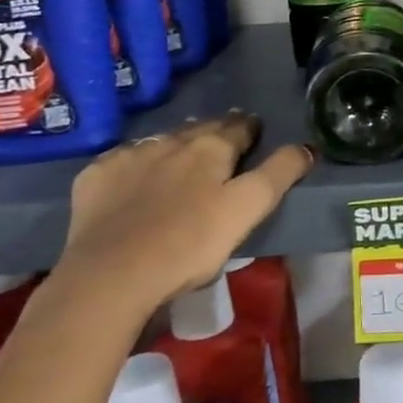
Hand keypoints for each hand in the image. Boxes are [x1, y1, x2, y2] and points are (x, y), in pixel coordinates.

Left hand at [54, 112, 313, 320]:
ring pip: (162, 142)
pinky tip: (135, 181)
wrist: (110, 275)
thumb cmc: (189, 243)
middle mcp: (171, 141)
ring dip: (176, 146)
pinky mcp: (96, 178)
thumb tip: (306, 147)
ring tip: (181, 161)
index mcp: (211, 147)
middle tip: (222, 146)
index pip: (239, 127)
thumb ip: (279, 174)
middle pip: (200, 129)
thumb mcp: (248, 210)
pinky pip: (123, 161)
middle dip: (214, 133)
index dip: (251, 129)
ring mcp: (129, 157)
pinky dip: (136, 165)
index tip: (256, 134)